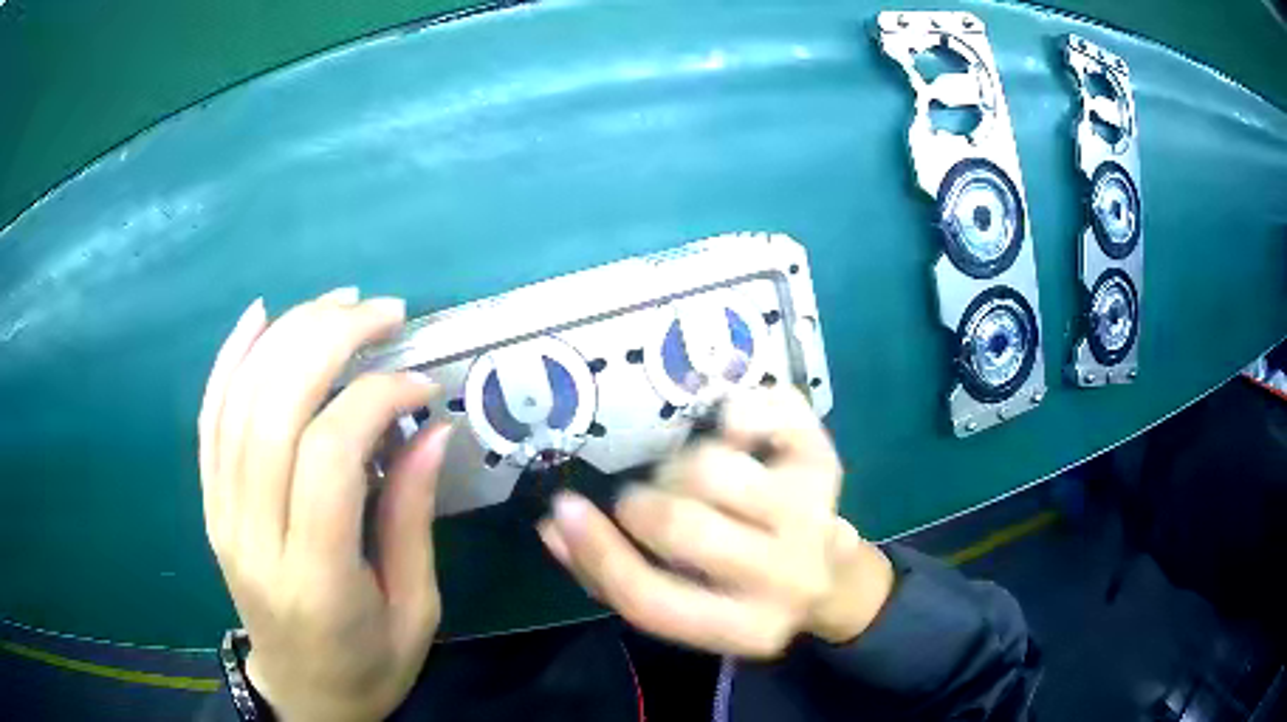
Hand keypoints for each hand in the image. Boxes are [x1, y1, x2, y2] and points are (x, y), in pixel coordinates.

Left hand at [198, 289, 449, 721]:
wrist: (304, 695)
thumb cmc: (369, 666)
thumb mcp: (416, 611)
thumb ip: (413, 518)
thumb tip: (433, 428)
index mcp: (315, 577)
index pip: (329, 455)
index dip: (375, 398)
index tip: (420, 383)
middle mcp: (254, 536)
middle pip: (274, 410)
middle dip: (329, 341)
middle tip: (383, 312)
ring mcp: (222, 515)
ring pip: (239, 401)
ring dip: (288, 335)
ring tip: (338, 304)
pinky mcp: (211, 503)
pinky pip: (209, 418)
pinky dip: (231, 358)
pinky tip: (259, 316)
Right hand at [537, 388, 893, 657]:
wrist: (831, 577)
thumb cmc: (741, 595)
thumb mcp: (685, 608)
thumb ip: (613, 577)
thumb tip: (553, 525)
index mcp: (744, 628)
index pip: (651, 599)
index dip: (596, 552)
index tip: (563, 508)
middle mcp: (786, 575)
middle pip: (678, 523)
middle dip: (640, 504)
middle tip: (645, 499)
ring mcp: (812, 512)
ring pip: (710, 467)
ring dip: (680, 465)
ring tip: (689, 478)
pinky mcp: (824, 460)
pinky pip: (761, 413)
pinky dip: (732, 412)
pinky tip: (731, 434)